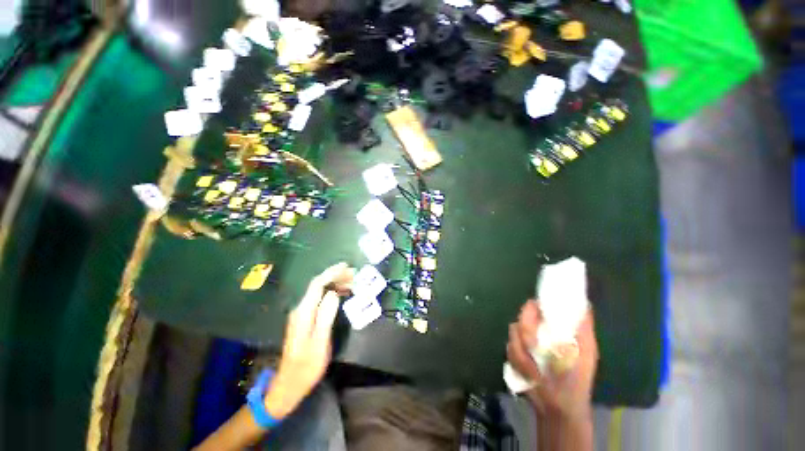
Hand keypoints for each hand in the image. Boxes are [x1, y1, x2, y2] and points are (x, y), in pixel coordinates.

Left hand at [264, 263, 353, 419]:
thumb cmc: (307, 366)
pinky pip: (320, 299)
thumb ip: (325, 316)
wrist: (289, 384)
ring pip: (319, 291)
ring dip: (335, 283)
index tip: (347, 267)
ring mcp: (302, 314)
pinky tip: (341, 293)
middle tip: (354, 274)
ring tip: (351, 281)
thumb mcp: (320, 342)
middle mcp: (301, 309)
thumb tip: (334, 293)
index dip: (332, 273)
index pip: (318, 284)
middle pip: (318, 285)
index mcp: (304, 312)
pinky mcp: (305, 319)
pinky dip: (332, 292)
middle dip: (336, 276)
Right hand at [506, 300, 597, 420]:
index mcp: (554, 327)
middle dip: (526, 333)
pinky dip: (517, 361)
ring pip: (512, 333)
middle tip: (532, 348)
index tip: (534, 317)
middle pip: (521, 318)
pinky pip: (508, 348)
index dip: (533, 308)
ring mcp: (524, 341)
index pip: (537, 306)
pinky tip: (527, 372)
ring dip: (522, 353)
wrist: (557, 407)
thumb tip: (585, 304)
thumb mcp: (586, 353)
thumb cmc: (576, 379)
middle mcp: (538, 330)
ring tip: (534, 369)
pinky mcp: (515, 352)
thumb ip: (584, 329)